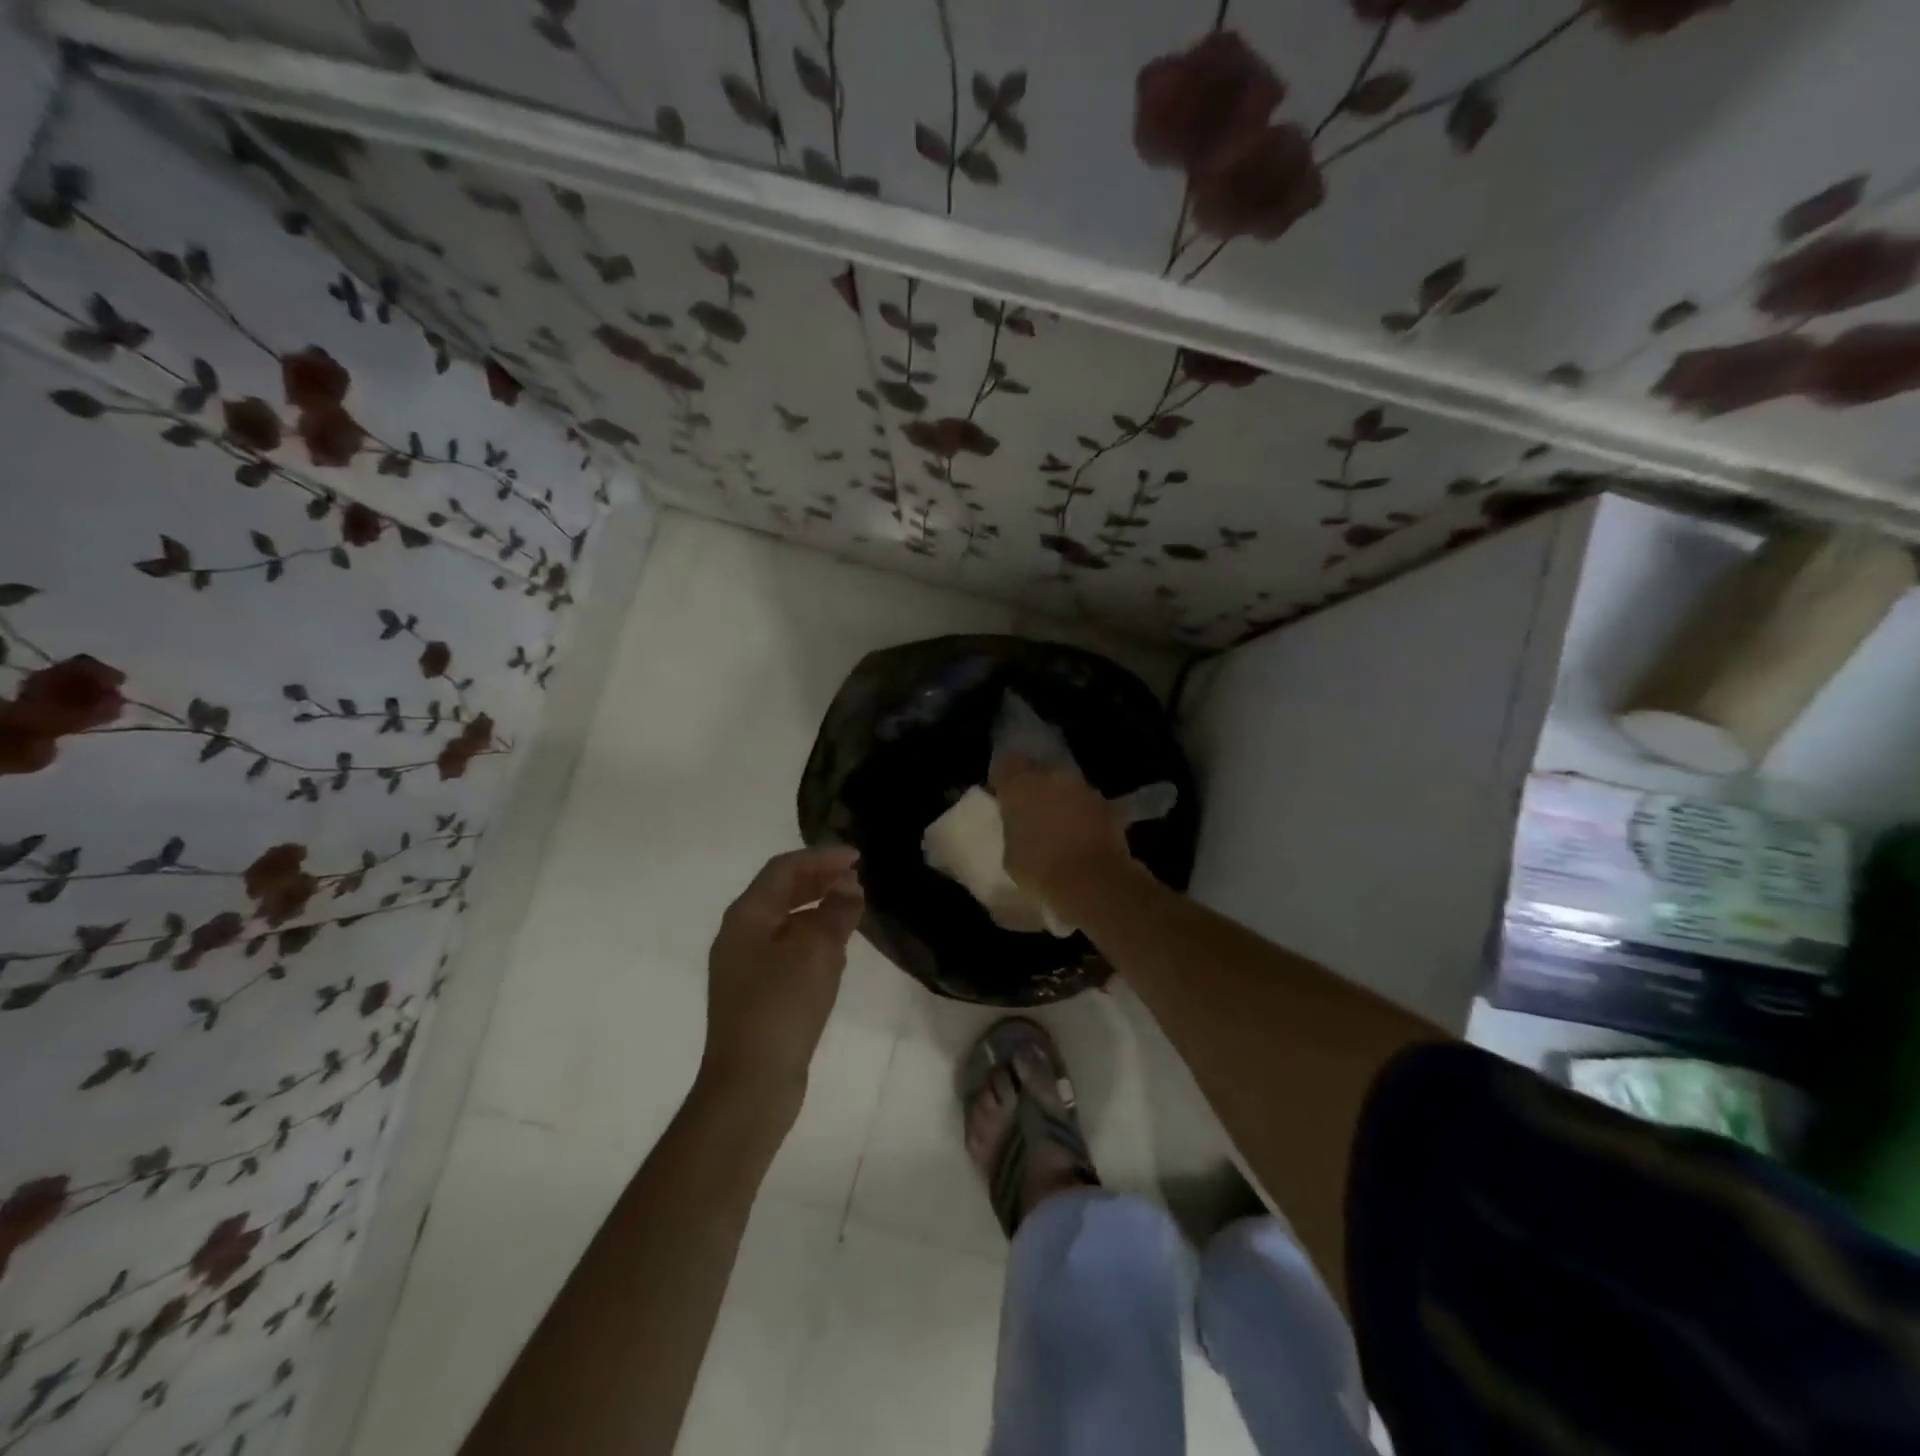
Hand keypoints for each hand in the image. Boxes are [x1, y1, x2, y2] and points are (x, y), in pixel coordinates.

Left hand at [702, 846, 864, 1107]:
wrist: (750, 1084)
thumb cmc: (782, 1007)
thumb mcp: (817, 952)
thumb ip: (836, 911)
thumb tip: (849, 885)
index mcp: (746, 915)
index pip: (784, 869)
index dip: (821, 858)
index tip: (857, 857)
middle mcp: (739, 934)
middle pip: (780, 891)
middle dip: (819, 880)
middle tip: (856, 877)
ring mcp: (744, 965)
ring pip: (784, 920)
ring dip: (817, 908)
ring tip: (851, 907)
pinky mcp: (756, 991)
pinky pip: (786, 948)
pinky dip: (811, 937)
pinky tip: (834, 949)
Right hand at [989, 751, 1138, 909]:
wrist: (1093, 883)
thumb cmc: (1040, 870)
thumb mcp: (1010, 854)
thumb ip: (1012, 829)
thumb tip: (1019, 825)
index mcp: (1019, 785)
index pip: (1004, 764)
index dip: (1002, 779)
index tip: (1000, 796)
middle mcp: (1051, 776)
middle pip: (1037, 770)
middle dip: (1033, 787)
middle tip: (1029, 812)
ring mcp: (1082, 788)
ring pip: (1064, 785)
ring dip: (1059, 799)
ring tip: (1056, 825)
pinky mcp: (1106, 804)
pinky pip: (1086, 803)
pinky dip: (1082, 814)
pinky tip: (1080, 835)